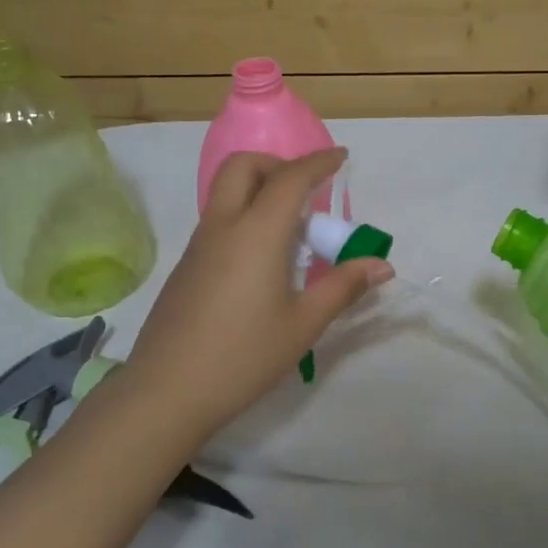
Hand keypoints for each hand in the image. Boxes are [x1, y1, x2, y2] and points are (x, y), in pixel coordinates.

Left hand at [118, 148, 392, 437]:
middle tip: (305, 192)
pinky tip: (261, 264)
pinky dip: (244, 217)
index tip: (341, 157)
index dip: (319, 162)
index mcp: (256, 233)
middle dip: (277, 164)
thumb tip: (381, 265)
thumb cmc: (244, 356)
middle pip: (243, 166)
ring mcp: (198, 245)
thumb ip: (343, 287)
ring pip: (225, 192)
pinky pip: (217, 221)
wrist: (167, 391)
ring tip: (290, 234)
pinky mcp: (185, 267)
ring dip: (259, 191)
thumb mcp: (303, 324)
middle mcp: (223, 226)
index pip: (290, 178)